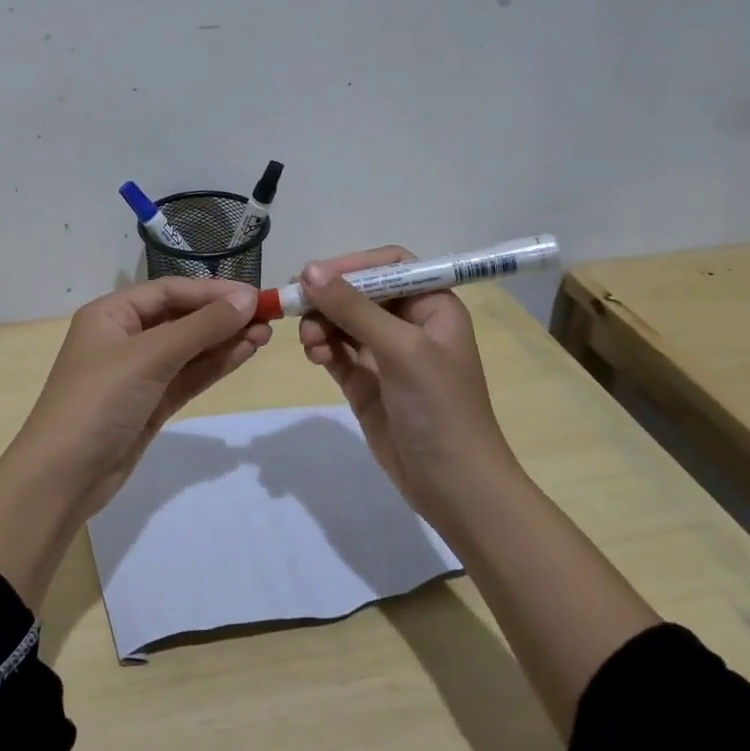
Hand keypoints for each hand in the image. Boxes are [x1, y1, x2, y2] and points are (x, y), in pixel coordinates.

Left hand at [13, 276, 269, 515]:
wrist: (63, 476)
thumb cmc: (99, 401)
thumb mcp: (149, 357)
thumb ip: (200, 328)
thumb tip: (247, 300)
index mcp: (111, 314)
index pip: (169, 291)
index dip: (212, 292)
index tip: (255, 297)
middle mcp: (124, 337)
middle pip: (181, 317)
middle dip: (222, 316)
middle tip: (269, 317)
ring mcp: (139, 373)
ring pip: (189, 348)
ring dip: (224, 340)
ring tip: (266, 334)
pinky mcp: (151, 403)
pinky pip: (188, 376)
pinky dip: (215, 365)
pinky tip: (245, 353)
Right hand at [296, 247, 516, 523]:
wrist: (453, 485)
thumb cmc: (439, 407)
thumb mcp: (401, 349)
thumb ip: (354, 308)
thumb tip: (308, 270)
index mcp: (433, 306)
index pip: (389, 266)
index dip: (352, 265)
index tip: (315, 275)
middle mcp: (409, 324)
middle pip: (359, 292)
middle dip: (329, 298)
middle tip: (296, 306)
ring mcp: (385, 355)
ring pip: (342, 321)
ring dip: (321, 324)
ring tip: (311, 343)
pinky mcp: (366, 382)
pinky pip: (336, 351)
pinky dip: (322, 348)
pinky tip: (315, 357)